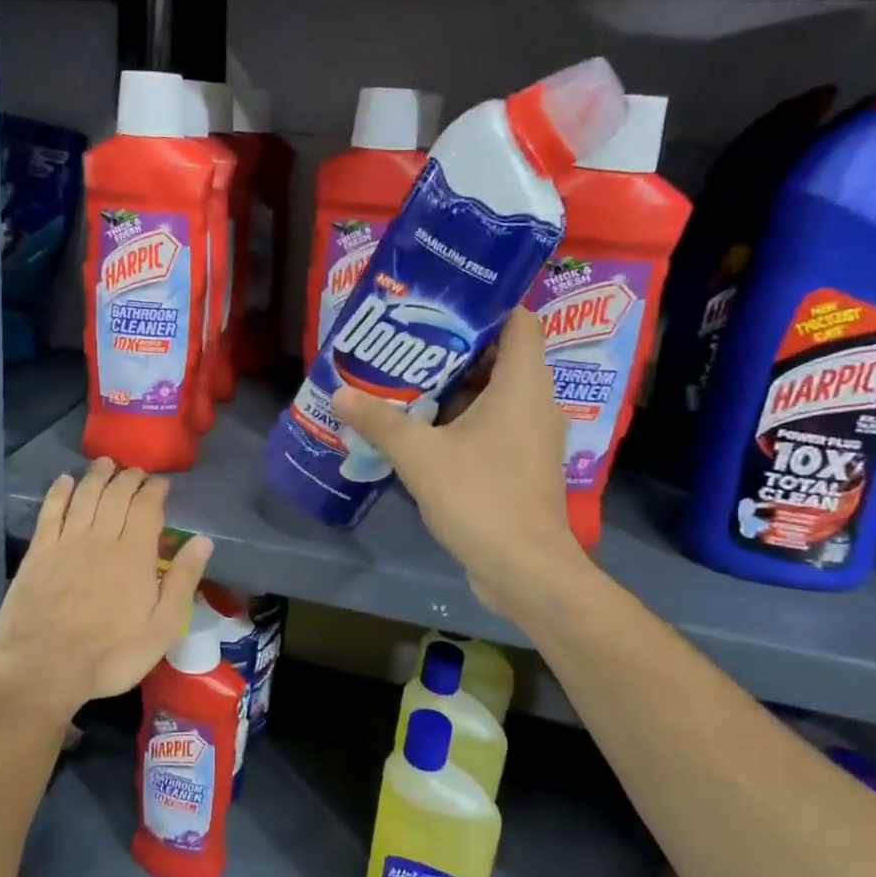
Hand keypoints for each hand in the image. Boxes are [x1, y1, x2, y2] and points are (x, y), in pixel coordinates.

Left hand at [0, 458, 213, 723]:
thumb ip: (183, 581)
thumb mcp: (162, 628)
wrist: (43, 669)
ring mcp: (66, 543)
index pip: (147, 508)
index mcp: (135, 555)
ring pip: (85, 496)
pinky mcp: (38, 553)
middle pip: (116, 495)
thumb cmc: (110, 655)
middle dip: (129, 477)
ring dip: (97, 475)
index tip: (161, 483)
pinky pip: (50, 512)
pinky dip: (59, 492)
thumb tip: (203, 541)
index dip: (155, 490)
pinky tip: (65, 481)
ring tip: (106, 463)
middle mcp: (101, 538)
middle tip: (136, 471)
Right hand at [331, 307, 591, 618]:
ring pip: (492, 395)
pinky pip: (491, 426)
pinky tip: (418, 430)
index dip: (484, 307)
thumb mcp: (420, 455)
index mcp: (523, 384)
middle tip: (404, 345)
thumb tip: (341, 393)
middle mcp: (535, 402)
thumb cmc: (480, 497)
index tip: (438, 308)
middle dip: (452, 350)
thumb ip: (380, 421)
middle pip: (498, 357)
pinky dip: (459, 421)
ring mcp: (530, 437)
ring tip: (402, 383)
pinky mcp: (521, 465)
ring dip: (451, 389)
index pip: (519, 320)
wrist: (524, 569)